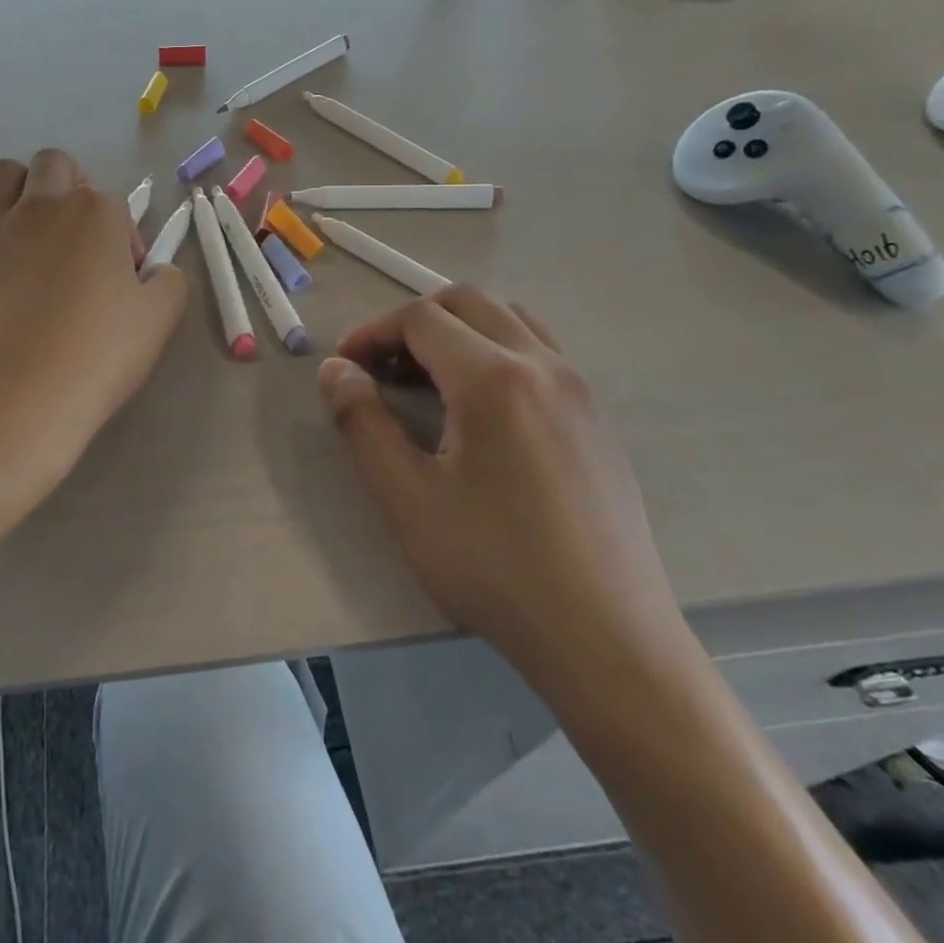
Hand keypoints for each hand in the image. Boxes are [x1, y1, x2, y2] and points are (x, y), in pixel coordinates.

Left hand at [0, 150, 186, 462]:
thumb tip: (154, 271)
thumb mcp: (162, 316)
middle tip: (79, 238)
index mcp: (96, 211)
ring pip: (3, 174)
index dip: (125, 241)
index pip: (116, 205)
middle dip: (71, 187)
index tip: (125, 282)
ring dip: (21, 190)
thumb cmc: (100, 353)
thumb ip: (169, 279)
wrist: (23, 396)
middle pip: (55, 164)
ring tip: (33, 233)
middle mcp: (43, 205)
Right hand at [317, 286, 685, 687]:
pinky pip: (539, 351)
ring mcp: (579, 389)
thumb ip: (362, 422)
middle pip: (467, 302)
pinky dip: (495, 350)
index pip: (421, 319)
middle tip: (380, 368)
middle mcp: (543, 365)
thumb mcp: (407, 498)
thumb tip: (335, 370)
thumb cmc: (495, 567)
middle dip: (412, 322)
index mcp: (494, 379)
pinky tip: (478, 408)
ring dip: (458, 330)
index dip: (373, 333)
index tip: (345, 368)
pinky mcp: (596, 417)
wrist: (608, 641)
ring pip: (509, 319)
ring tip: (427, 380)